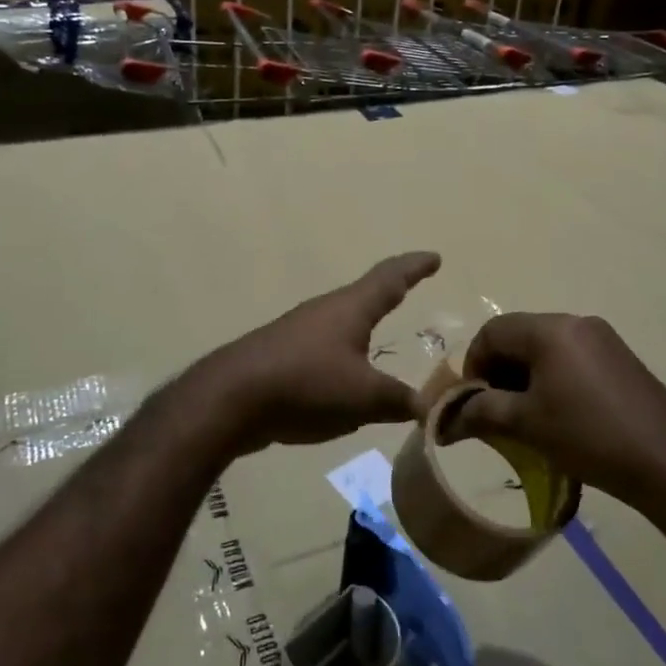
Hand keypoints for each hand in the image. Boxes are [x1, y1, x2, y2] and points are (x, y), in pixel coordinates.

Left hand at [194, 252, 441, 456]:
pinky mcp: (281, 357)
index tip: (435, 257)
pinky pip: (323, 352)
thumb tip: (430, 407)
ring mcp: (299, 332)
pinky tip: (342, 382)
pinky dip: (343, 359)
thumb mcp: (364, 397)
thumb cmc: (307, 383)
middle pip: (365, 295)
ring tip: (379, 337)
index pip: (391, 278)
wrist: (231, 398)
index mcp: (352, 308)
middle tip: (409, 291)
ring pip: (342, 324)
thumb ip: (400, 401)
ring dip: (363, 327)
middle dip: (389, 293)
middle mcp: (326, 311)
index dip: (415, 267)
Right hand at [455, 313, 665, 503]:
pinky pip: (571, 356)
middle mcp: (576, 322)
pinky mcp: (620, 358)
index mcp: (550, 329)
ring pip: (546, 347)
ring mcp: (602, 338)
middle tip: (497, 411)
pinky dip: (553, 377)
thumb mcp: (526, 424)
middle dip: (500, 370)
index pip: (493, 331)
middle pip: (519, 335)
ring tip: (526, 416)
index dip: (474, 364)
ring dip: (526, 375)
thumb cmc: (587, 436)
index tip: (474, 401)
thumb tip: (445, 419)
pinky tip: (559, 413)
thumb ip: (481, 412)